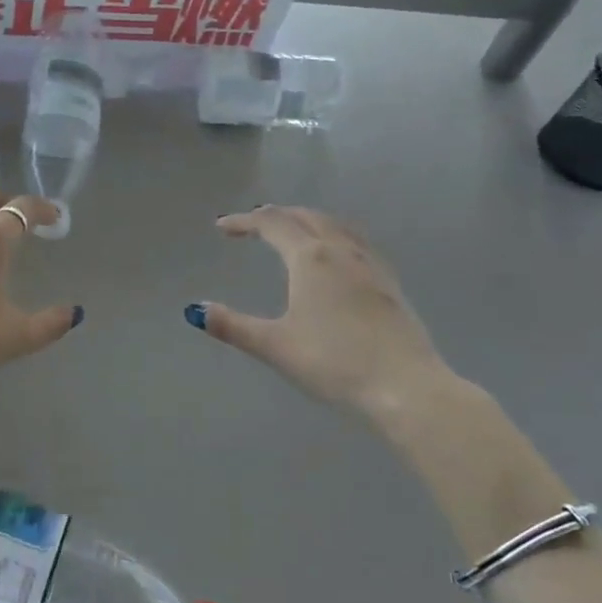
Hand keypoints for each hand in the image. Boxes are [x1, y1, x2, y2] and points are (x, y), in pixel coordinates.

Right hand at [187, 206, 451, 423]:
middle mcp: (340, 250)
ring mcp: (370, 264)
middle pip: (304, 216)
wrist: (406, 387)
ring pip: (334, 225)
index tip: (222, 228)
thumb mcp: (275, 346)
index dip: (243, 222)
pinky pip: (355, 241)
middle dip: (275, 215)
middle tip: (252, 225)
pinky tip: (335, 257)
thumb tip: (194, 310)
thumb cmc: (334, 363)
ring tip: (291, 231)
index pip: (271, 224)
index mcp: (309, 258)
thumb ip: (233, 325)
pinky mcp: (389, 282)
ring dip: (306, 220)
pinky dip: (333, 234)